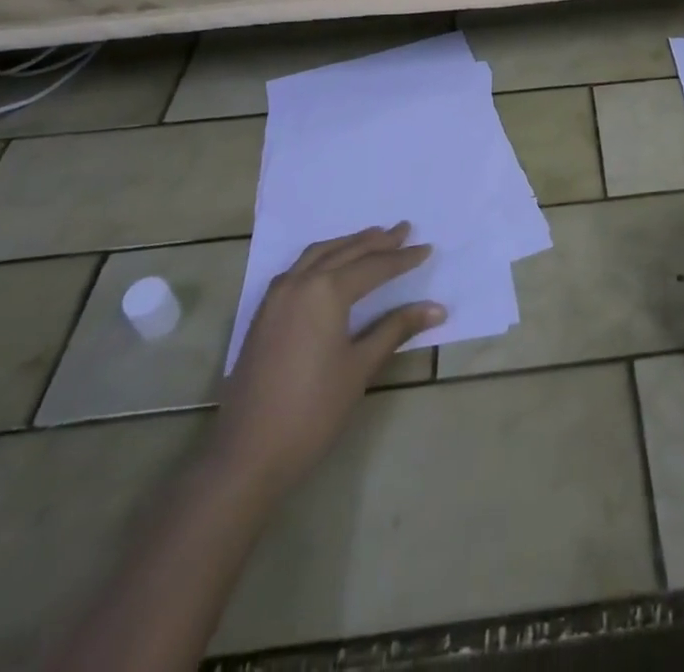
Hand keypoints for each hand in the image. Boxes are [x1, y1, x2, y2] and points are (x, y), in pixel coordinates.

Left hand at [209, 224, 444, 506]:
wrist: (246, 455)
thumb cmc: (312, 411)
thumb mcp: (360, 367)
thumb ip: (396, 329)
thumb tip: (437, 308)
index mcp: (326, 291)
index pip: (374, 266)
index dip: (403, 259)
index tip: (428, 248)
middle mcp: (300, 282)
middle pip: (346, 252)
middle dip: (378, 241)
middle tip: (404, 229)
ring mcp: (277, 296)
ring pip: (318, 254)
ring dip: (348, 244)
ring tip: (373, 237)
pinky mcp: (264, 313)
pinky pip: (298, 268)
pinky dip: (323, 257)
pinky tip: (331, 266)